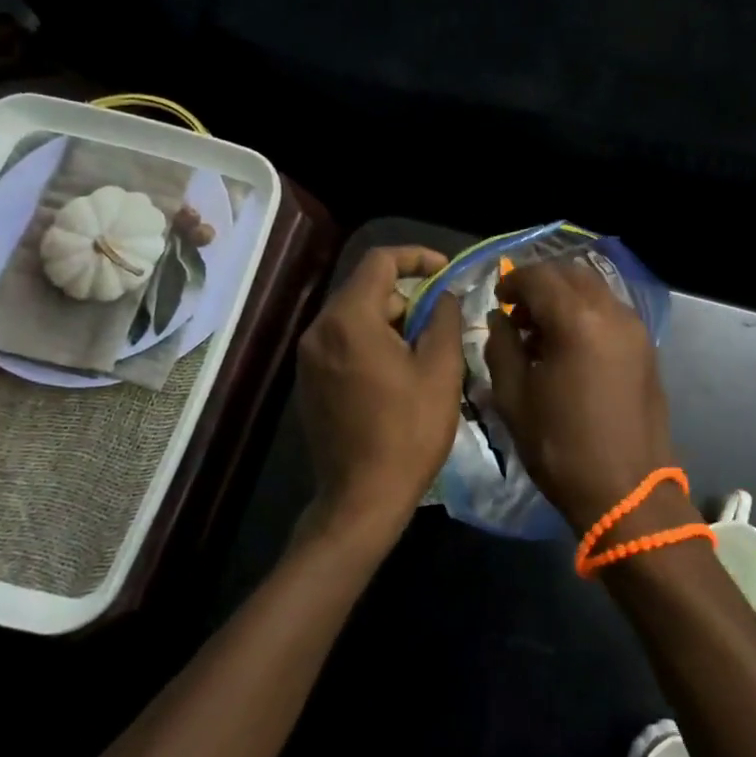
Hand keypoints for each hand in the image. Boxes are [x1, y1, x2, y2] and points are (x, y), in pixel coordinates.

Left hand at [296, 246, 463, 548]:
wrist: (361, 499)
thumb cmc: (408, 432)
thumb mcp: (441, 371)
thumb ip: (444, 319)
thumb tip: (443, 296)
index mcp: (349, 320)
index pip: (380, 261)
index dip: (418, 257)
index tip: (447, 272)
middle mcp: (319, 330)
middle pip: (367, 289)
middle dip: (408, 298)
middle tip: (441, 324)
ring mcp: (308, 357)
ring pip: (355, 317)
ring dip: (392, 322)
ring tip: (424, 354)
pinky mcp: (308, 381)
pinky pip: (343, 343)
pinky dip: (371, 343)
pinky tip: (396, 376)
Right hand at [484, 260, 674, 534]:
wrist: (627, 491)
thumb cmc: (561, 446)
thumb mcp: (514, 397)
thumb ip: (501, 346)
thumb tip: (501, 319)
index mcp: (577, 320)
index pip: (539, 276)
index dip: (513, 281)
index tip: (497, 299)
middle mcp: (612, 312)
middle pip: (571, 274)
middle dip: (540, 284)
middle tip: (518, 312)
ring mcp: (635, 329)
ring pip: (594, 289)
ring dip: (565, 297)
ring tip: (542, 331)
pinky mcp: (646, 347)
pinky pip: (611, 311)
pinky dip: (586, 312)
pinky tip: (570, 345)